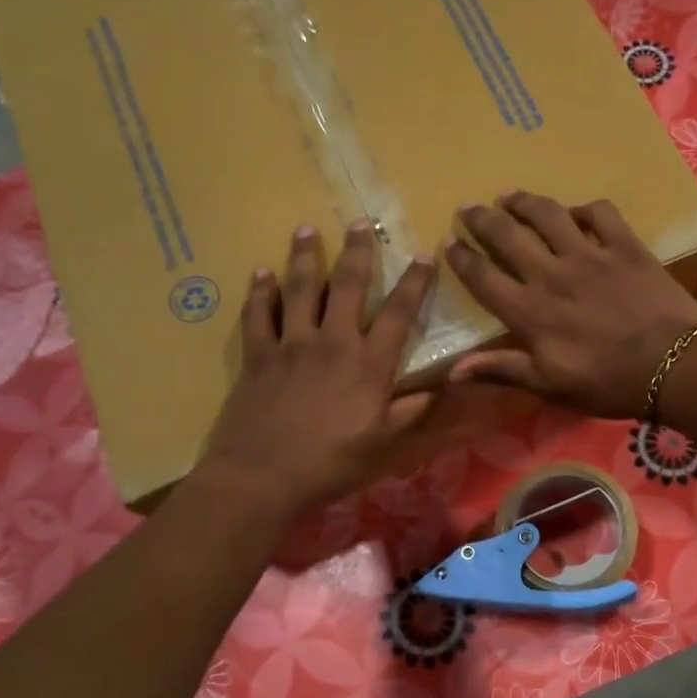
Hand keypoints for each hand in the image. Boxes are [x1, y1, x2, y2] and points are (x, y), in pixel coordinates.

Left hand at [199, 220, 434, 512]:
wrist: (263, 476)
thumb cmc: (330, 464)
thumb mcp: (382, 445)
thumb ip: (409, 413)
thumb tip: (438, 390)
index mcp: (368, 365)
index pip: (398, 314)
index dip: (414, 283)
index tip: (424, 255)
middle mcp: (332, 343)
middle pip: (348, 286)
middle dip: (357, 251)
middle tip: (360, 221)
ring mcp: (291, 345)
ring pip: (300, 289)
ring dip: (305, 256)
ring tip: (307, 228)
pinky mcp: (257, 355)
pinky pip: (258, 314)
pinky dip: (259, 291)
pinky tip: (261, 272)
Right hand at [444, 193, 696, 419]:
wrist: (673, 367)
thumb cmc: (608, 383)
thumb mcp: (550, 386)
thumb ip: (503, 370)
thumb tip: (452, 370)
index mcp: (531, 311)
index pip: (484, 278)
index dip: (462, 258)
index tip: (448, 242)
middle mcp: (553, 274)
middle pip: (508, 236)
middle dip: (482, 219)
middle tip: (468, 207)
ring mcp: (590, 255)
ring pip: (548, 215)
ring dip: (524, 202)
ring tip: (509, 196)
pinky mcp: (625, 246)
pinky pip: (600, 213)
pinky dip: (584, 209)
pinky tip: (577, 213)